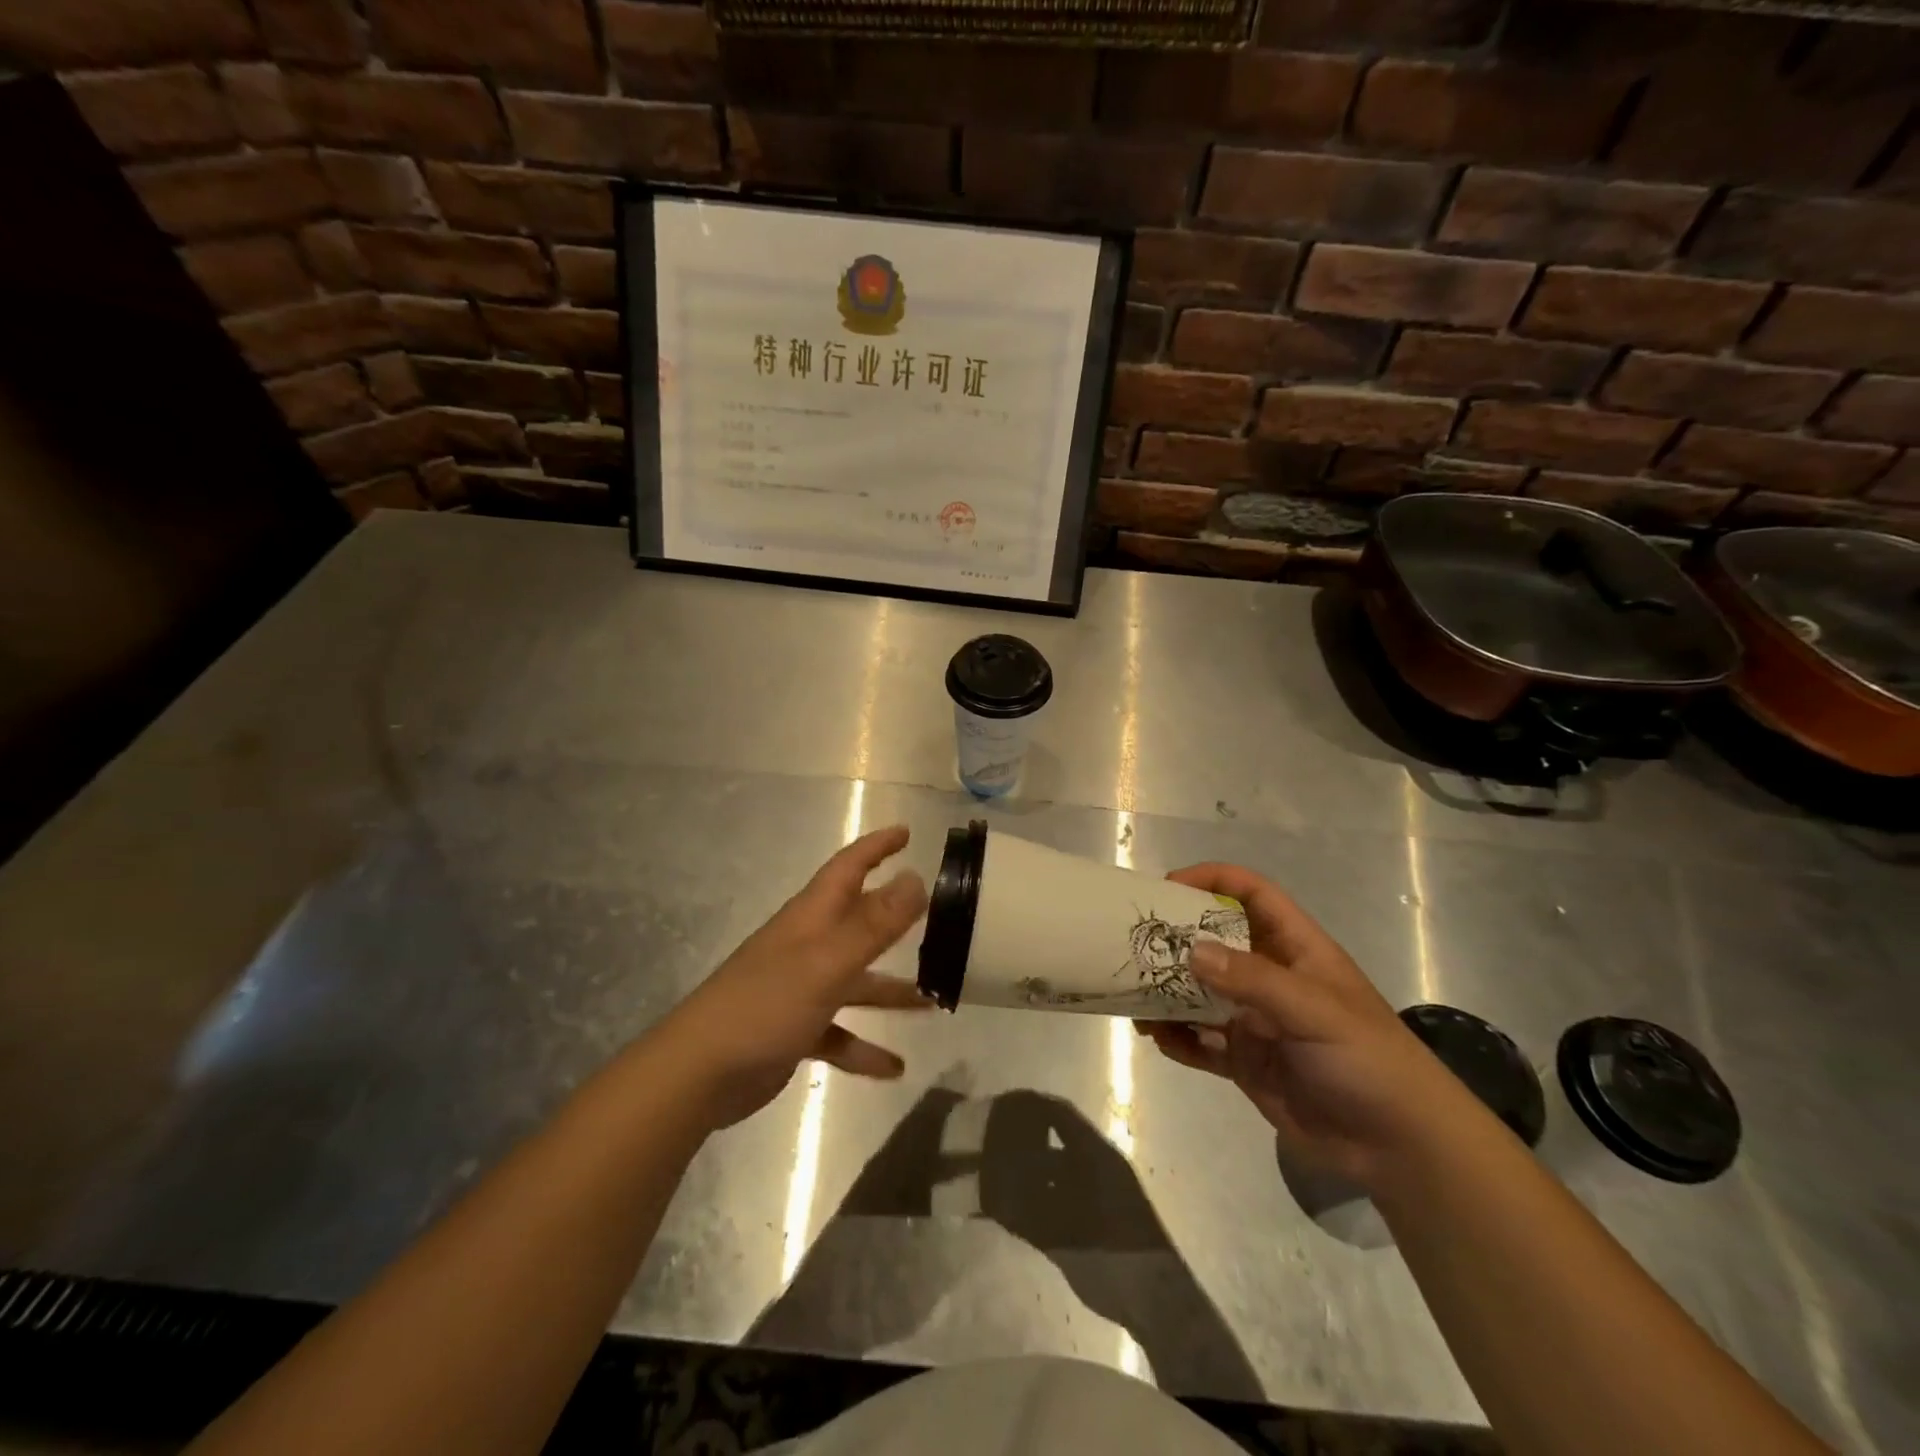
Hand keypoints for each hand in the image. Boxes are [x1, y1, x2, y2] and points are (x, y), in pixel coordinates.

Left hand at [659, 826, 929, 1128]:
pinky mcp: (794, 1029)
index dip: (876, 847)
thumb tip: (917, 878)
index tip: (906, 832)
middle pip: (857, 922)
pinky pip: (840, 1032)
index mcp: (811, 918)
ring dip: (890, 991)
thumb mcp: (827, 962)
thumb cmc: (766, 1004)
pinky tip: (894, 1068)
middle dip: (893, 918)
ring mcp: (800, 988)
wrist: (699, 1073)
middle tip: (935, 916)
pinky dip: (864, 1047)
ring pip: (855, 981)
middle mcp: (808, 945)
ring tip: (932, 1004)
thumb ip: (874, 924)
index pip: (848, 868)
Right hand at [1139, 863, 1466, 1190]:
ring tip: (1135, 1000)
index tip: (1166, 888)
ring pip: (1199, 993)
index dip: (1211, 881)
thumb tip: (1190, 951)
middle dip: (1175, 940)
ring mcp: (1254, 1020)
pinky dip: (1178, 1039)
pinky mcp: (1246, 1061)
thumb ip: (1252, 980)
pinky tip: (1160, 1041)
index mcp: (1295, 949)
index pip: (1250, 894)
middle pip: (1214, 941)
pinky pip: (1200, 1042)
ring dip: (1167, 993)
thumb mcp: (1314, 1011)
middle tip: (1133, 944)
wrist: (1400, 1148)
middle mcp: (1270, 977)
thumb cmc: (1368, 1060)